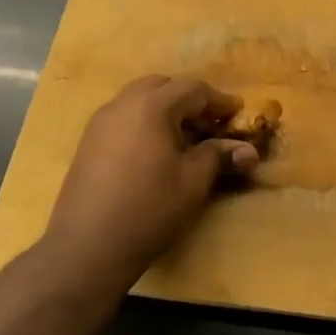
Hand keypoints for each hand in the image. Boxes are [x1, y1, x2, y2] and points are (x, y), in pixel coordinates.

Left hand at [42, 75, 258, 280]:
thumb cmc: (149, 210)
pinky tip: (155, 154)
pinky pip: (123, 118)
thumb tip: (248, 150)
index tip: (238, 115)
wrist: (87, 247)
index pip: (192, 89)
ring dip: (165, 111)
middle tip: (209, 127)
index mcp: (151, 106)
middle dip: (189, 101)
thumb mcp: (193, 183)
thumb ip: (219, 157)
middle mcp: (122, 104)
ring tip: (183, 141)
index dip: (219, 101)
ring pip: (139, 100)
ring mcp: (100, 122)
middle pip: (162, 87)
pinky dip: (144, 123)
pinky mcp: (88, 142)